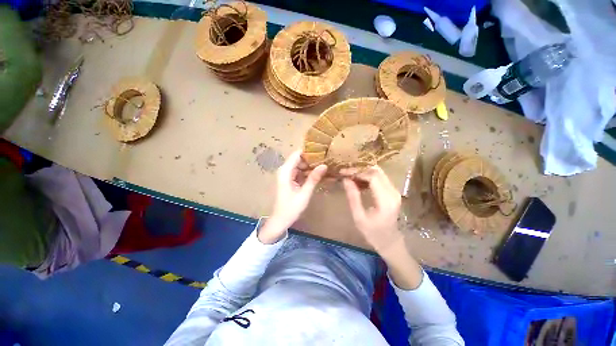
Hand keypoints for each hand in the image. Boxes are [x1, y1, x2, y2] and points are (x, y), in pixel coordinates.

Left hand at [258, 150, 326, 243]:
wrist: (280, 220)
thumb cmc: (291, 208)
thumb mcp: (304, 193)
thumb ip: (313, 179)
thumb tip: (324, 165)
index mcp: (285, 171)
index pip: (297, 154)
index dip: (308, 151)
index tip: (322, 150)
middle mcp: (285, 170)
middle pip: (299, 158)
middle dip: (311, 158)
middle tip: (326, 158)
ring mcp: (286, 175)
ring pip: (300, 165)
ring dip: (310, 165)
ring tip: (324, 164)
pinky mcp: (289, 179)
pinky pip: (299, 171)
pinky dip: (307, 172)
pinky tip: (317, 173)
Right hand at [342, 165, 402, 255]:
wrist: (390, 242)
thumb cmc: (373, 233)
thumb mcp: (359, 217)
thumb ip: (353, 197)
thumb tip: (345, 179)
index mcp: (385, 200)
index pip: (372, 177)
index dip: (357, 172)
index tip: (343, 172)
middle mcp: (393, 192)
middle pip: (377, 171)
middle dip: (360, 169)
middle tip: (346, 172)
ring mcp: (395, 191)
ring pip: (379, 172)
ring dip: (364, 172)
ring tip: (350, 176)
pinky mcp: (393, 191)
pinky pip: (380, 178)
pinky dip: (368, 176)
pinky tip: (358, 181)